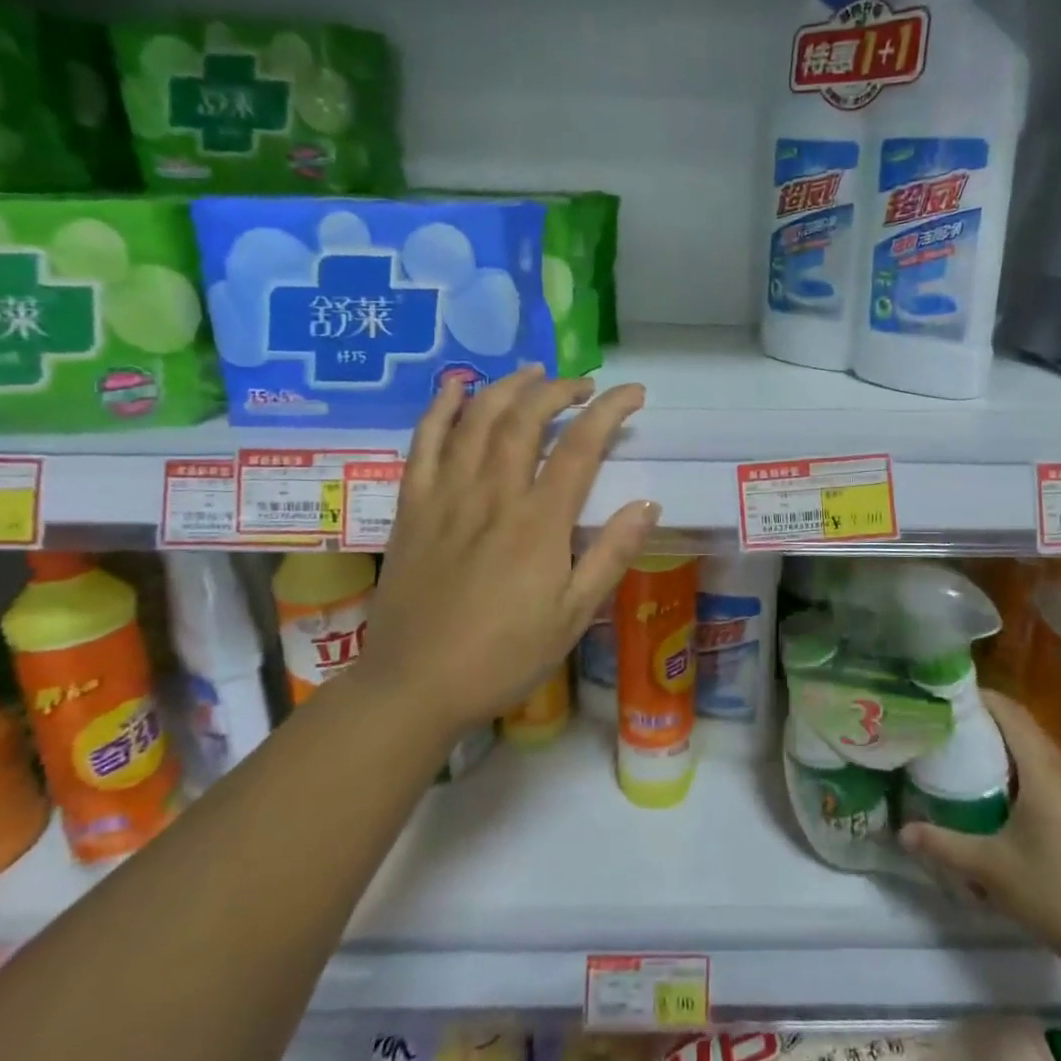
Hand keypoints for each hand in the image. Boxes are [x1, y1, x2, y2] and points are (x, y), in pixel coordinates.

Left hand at [357, 367, 658, 733]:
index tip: (633, 393)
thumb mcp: (573, 616)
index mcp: (538, 523)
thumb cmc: (503, 657)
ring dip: (508, 387)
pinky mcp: (412, 507)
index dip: (609, 411)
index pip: (581, 446)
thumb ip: (611, 555)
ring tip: (532, 373)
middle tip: (584, 386)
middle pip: (526, 418)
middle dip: (559, 390)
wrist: (414, 686)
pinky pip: (423, 443)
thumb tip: (648, 504)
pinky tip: (455, 386)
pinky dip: (441, 408)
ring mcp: (446, 496)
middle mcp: (492, 495)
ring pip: (477, 420)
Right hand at [899, 692, 1060, 976]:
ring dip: (1010, 756)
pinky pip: (1057, 783)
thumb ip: (945, 846)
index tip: (948, 700)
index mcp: (1043, 771)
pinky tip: (1013, 812)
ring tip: (973, 769)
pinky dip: (1030, 781)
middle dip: (988, 727)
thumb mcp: (993, 871)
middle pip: (1025, 731)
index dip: (980, 698)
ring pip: (1042, 759)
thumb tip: (902, 831)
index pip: (1010, 712)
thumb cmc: (1059, 894)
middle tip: (950, 735)